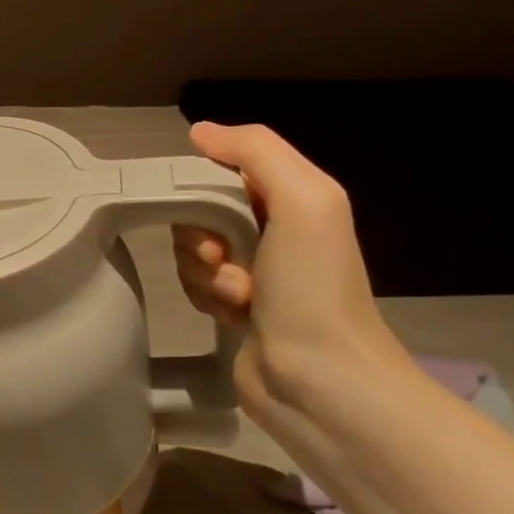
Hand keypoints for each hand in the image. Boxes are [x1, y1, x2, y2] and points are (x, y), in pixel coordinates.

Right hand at [173, 121, 411, 416]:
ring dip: (204, 270)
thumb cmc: (314, 286)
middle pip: (201, 208)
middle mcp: (274, 229)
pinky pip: (194, 283)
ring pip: (191, 247)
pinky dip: (205, 296)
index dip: (205, 182)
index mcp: (294, 198)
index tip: (204, 204)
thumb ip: (256, 151)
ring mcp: (253, 270)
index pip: (227, 166)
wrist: (322, 382)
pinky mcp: (234, 307)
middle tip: (220, 254)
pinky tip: (232, 314)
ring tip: (238, 295)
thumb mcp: (304, 201)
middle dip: (200, 231)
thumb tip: (199, 131)